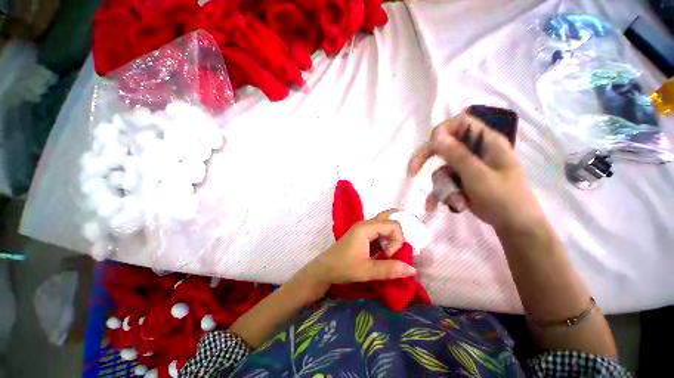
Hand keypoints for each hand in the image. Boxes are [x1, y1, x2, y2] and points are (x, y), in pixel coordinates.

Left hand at [304, 210, 416, 286]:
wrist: (324, 269)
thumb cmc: (343, 268)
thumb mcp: (367, 271)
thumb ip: (389, 269)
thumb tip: (412, 269)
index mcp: (366, 228)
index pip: (392, 225)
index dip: (397, 241)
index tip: (389, 255)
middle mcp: (366, 224)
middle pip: (388, 218)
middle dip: (398, 232)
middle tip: (399, 247)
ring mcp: (363, 228)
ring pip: (384, 224)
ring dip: (392, 236)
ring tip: (391, 251)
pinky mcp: (363, 235)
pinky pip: (379, 231)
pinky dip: (386, 238)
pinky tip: (386, 250)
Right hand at [408, 111, 544, 231]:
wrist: (513, 225)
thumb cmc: (504, 198)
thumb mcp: (479, 176)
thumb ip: (457, 155)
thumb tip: (437, 136)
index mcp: (485, 142)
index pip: (459, 123)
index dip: (442, 132)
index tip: (432, 146)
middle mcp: (474, 151)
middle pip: (443, 146)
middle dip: (427, 160)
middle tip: (412, 171)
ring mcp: (466, 167)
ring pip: (441, 169)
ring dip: (442, 187)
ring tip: (455, 202)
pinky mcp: (461, 180)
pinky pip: (443, 183)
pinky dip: (439, 194)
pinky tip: (433, 207)